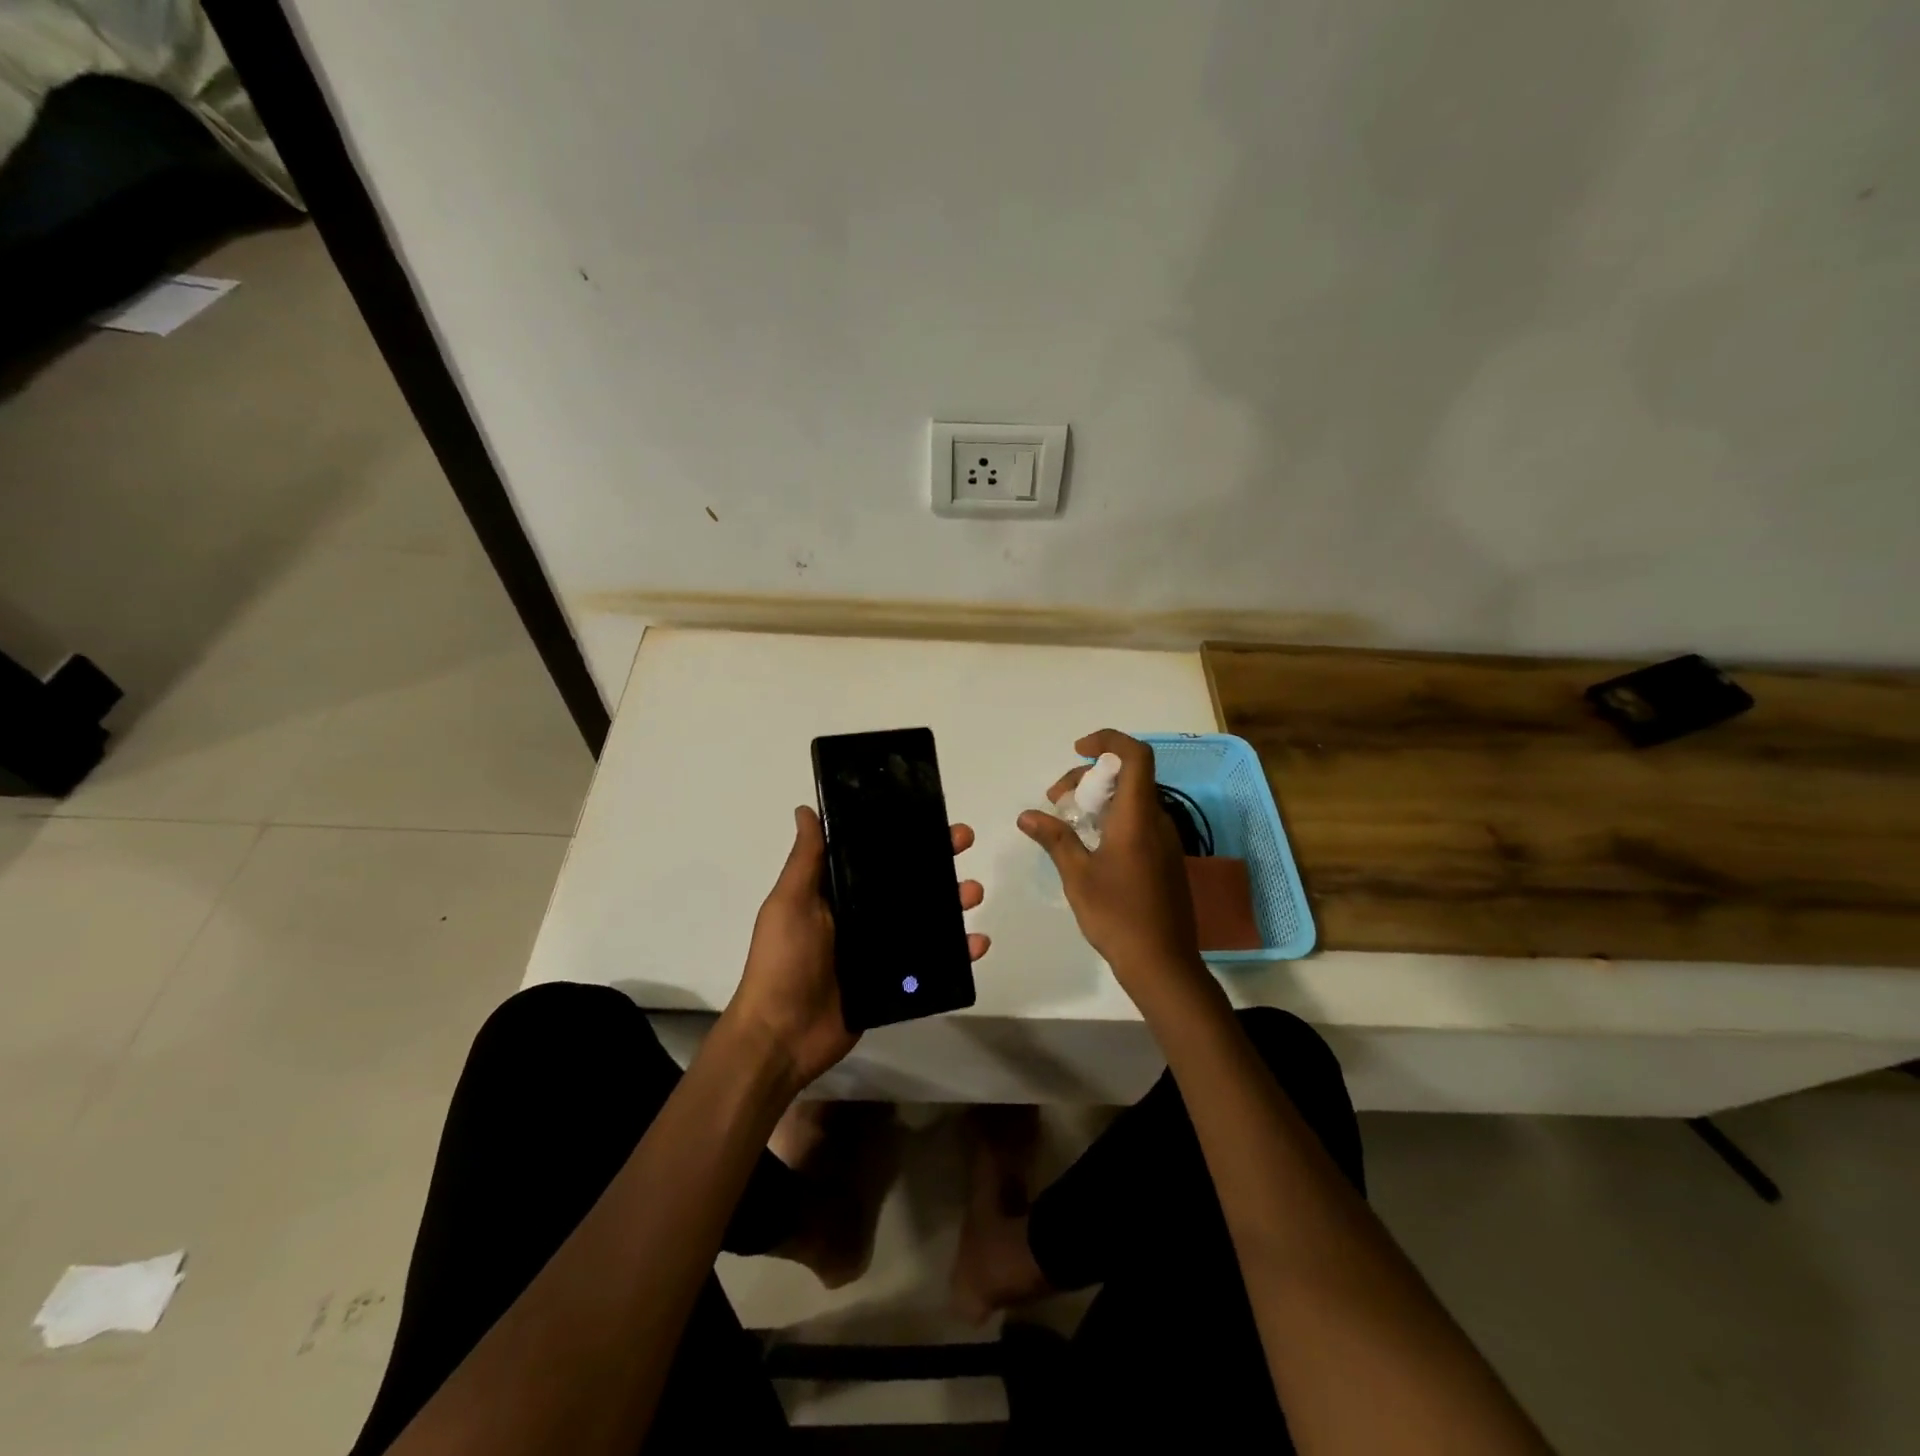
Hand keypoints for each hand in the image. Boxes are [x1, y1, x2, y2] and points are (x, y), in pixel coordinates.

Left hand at [724, 806, 988, 1093]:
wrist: (782, 1036)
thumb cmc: (782, 961)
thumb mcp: (789, 903)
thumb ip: (805, 860)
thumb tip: (806, 809)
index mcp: (837, 893)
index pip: (876, 855)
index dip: (903, 834)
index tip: (929, 815)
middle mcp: (862, 916)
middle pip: (908, 882)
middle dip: (938, 860)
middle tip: (964, 841)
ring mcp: (881, 950)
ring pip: (927, 918)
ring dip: (954, 902)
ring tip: (973, 893)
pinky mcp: (895, 982)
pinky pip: (933, 962)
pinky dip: (958, 952)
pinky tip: (978, 943)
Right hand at [1018, 730, 1212, 1011]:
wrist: (1163, 963)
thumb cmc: (1118, 916)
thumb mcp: (1078, 876)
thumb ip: (1055, 839)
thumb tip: (1027, 815)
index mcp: (1138, 817)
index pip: (1135, 756)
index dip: (1108, 741)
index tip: (1078, 751)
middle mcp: (1157, 821)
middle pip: (1128, 776)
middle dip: (1089, 776)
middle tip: (1056, 798)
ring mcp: (1165, 840)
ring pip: (1132, 799)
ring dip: (1099, 798)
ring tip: (1068, 821)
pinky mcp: (1165, 858)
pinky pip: (1139, 820)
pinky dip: (1112, 817)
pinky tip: (1090, 844)